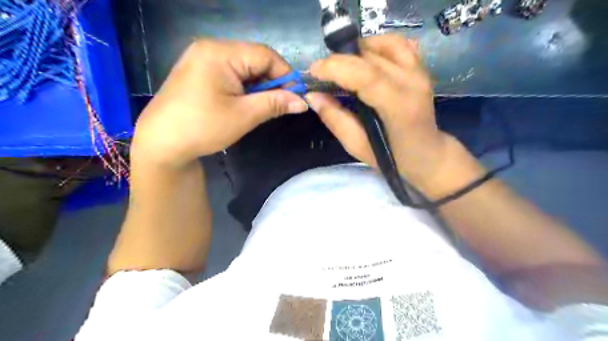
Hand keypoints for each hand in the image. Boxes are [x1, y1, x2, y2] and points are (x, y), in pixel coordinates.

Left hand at [133, 40, 309, 167]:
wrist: (161, 144)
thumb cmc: (203, 127)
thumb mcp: (244, 115)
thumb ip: (275, 103)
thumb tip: (303, 102)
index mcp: (220, 53)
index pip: (266, 55)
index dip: (285, 75)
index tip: (295, 97)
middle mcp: (210, 48)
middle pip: (254, 59)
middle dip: (271, 82)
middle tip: (279, 105)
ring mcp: (201, 59)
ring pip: (243, 67)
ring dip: (258, 86)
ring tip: (261, 107)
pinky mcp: (198, 71)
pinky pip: (230, 73)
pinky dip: (243, 87)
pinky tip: (244, 103)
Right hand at [307, 34, 481, 196]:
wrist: (428, 154)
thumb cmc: (392, 157)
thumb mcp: (358, 146)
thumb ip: (335, 119)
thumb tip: (313, 96)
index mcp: (399, 108)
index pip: (367, 76)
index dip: (336, 68)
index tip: (313, 71)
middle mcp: (412, 83)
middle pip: (371, 57)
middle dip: (339, 60)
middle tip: (321, 72)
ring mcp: (420, 72)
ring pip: (384, 44)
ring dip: (357, 51)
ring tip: (342, 65)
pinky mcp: (420, 68)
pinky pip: (397, 44)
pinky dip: (376, 45)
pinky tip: (364, 58)